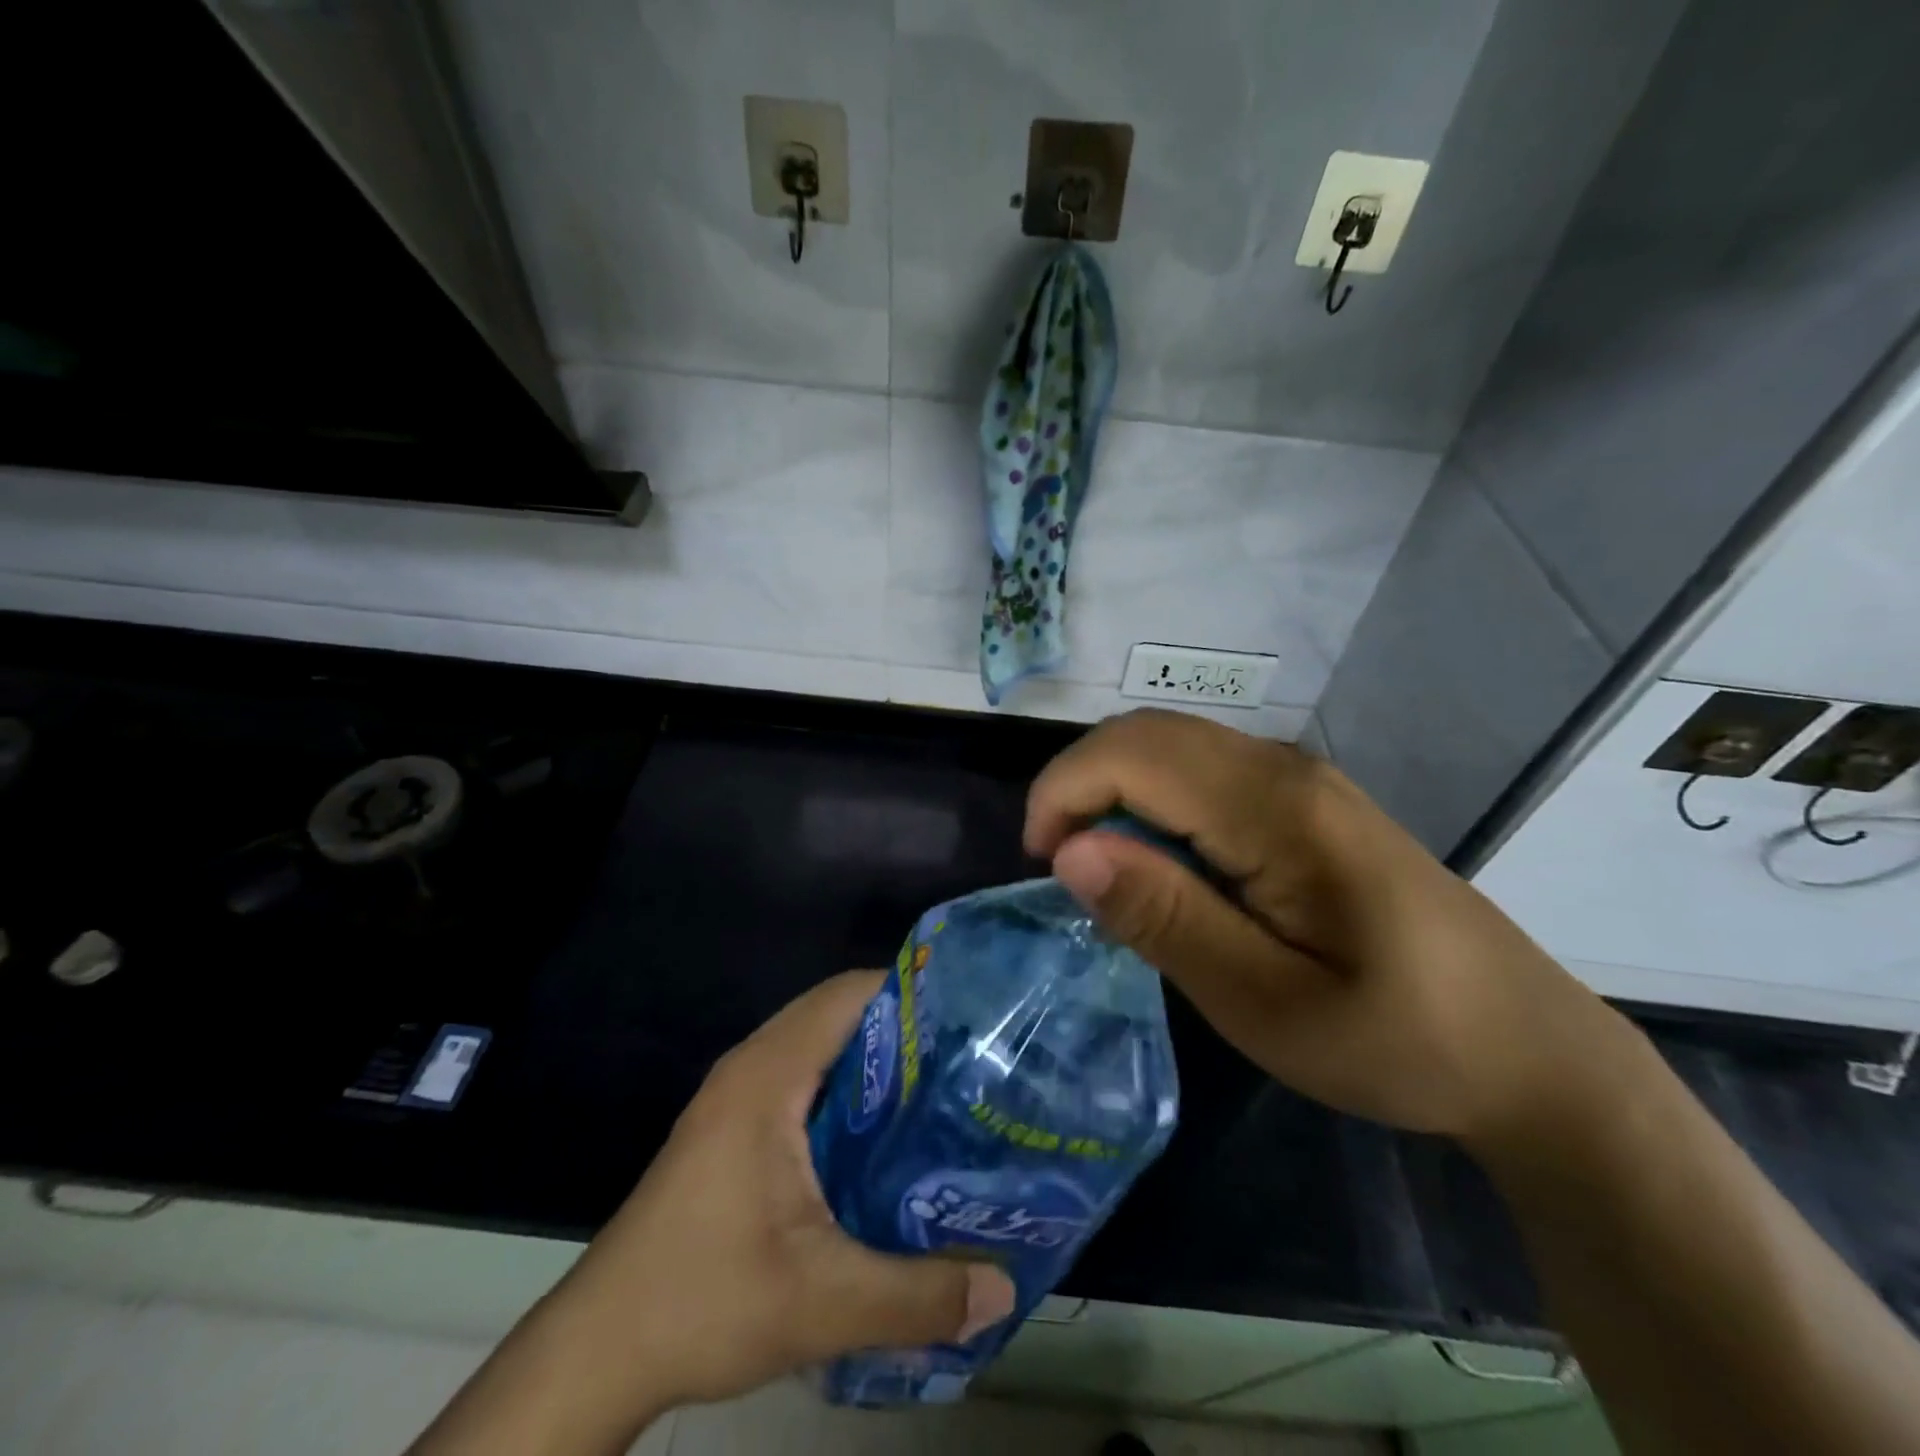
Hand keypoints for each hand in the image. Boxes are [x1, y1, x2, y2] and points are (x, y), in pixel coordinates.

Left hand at [409, 973, 1014, 1455]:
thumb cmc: (702, 1301)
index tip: (968, 1015)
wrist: (597, 1352)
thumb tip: (1002, 1289)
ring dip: (876, 1062)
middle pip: (838, 1014)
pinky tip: (885, 1137)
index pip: (847, 995)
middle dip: (904, 1028)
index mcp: (768, 1075)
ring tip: (941, 1092)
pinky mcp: (733, 1128)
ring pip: (820, 1048)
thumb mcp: (821, 1303)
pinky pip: (804, 1080)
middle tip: (968, 1058)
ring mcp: (737, 1097)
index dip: (909, 992)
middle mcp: (752, 1067)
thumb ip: (917, 1295)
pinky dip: (848, 1090)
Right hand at [1024, 709, 1633, 1153]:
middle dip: (1080, 786)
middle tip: (1064, 870)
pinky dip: (1152, 800)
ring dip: (1113, 792)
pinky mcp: (1304, 799)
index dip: (1063, 793)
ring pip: (1169, 745)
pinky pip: (1200, 770)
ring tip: (1106, 872)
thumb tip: (1072, 852)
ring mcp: (1298, 777)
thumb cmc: (1397, 1038)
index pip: (1132, 754)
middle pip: (1145, 734)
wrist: (1527, 1049)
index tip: (1042, 866)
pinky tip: (1164, 864)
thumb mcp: (1266, 1002)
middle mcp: (1282, 768)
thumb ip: (1166, 918)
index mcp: (1275, 807)